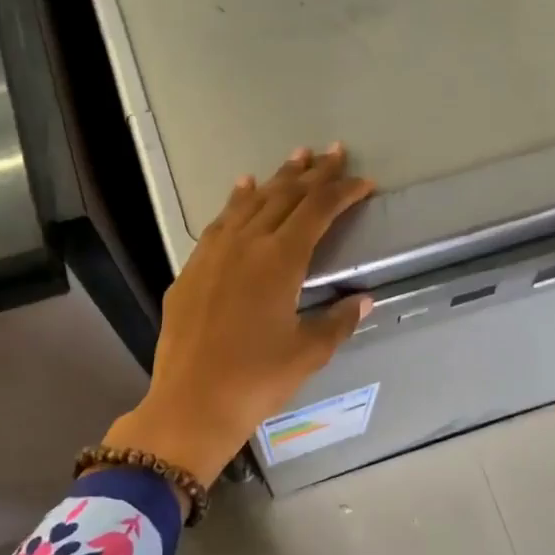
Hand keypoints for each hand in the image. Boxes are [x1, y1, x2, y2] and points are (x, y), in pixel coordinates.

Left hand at [103, 145, 375, 491]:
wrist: (192, 402)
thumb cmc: (257, 379)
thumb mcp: (308, 352)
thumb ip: (338, 321)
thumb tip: (363, 300)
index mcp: (280, 260)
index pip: (318, 211)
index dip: (343, 192)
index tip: (363, 182)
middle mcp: (246, 244)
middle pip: (284, 196)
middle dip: (312, 173)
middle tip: (333, 151)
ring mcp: (213, 253)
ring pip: (250, 202)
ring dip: (275, 179)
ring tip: (295, 158)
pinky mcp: (191, 269)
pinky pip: (220, 222)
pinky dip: (236, 202)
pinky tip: (242, 190)